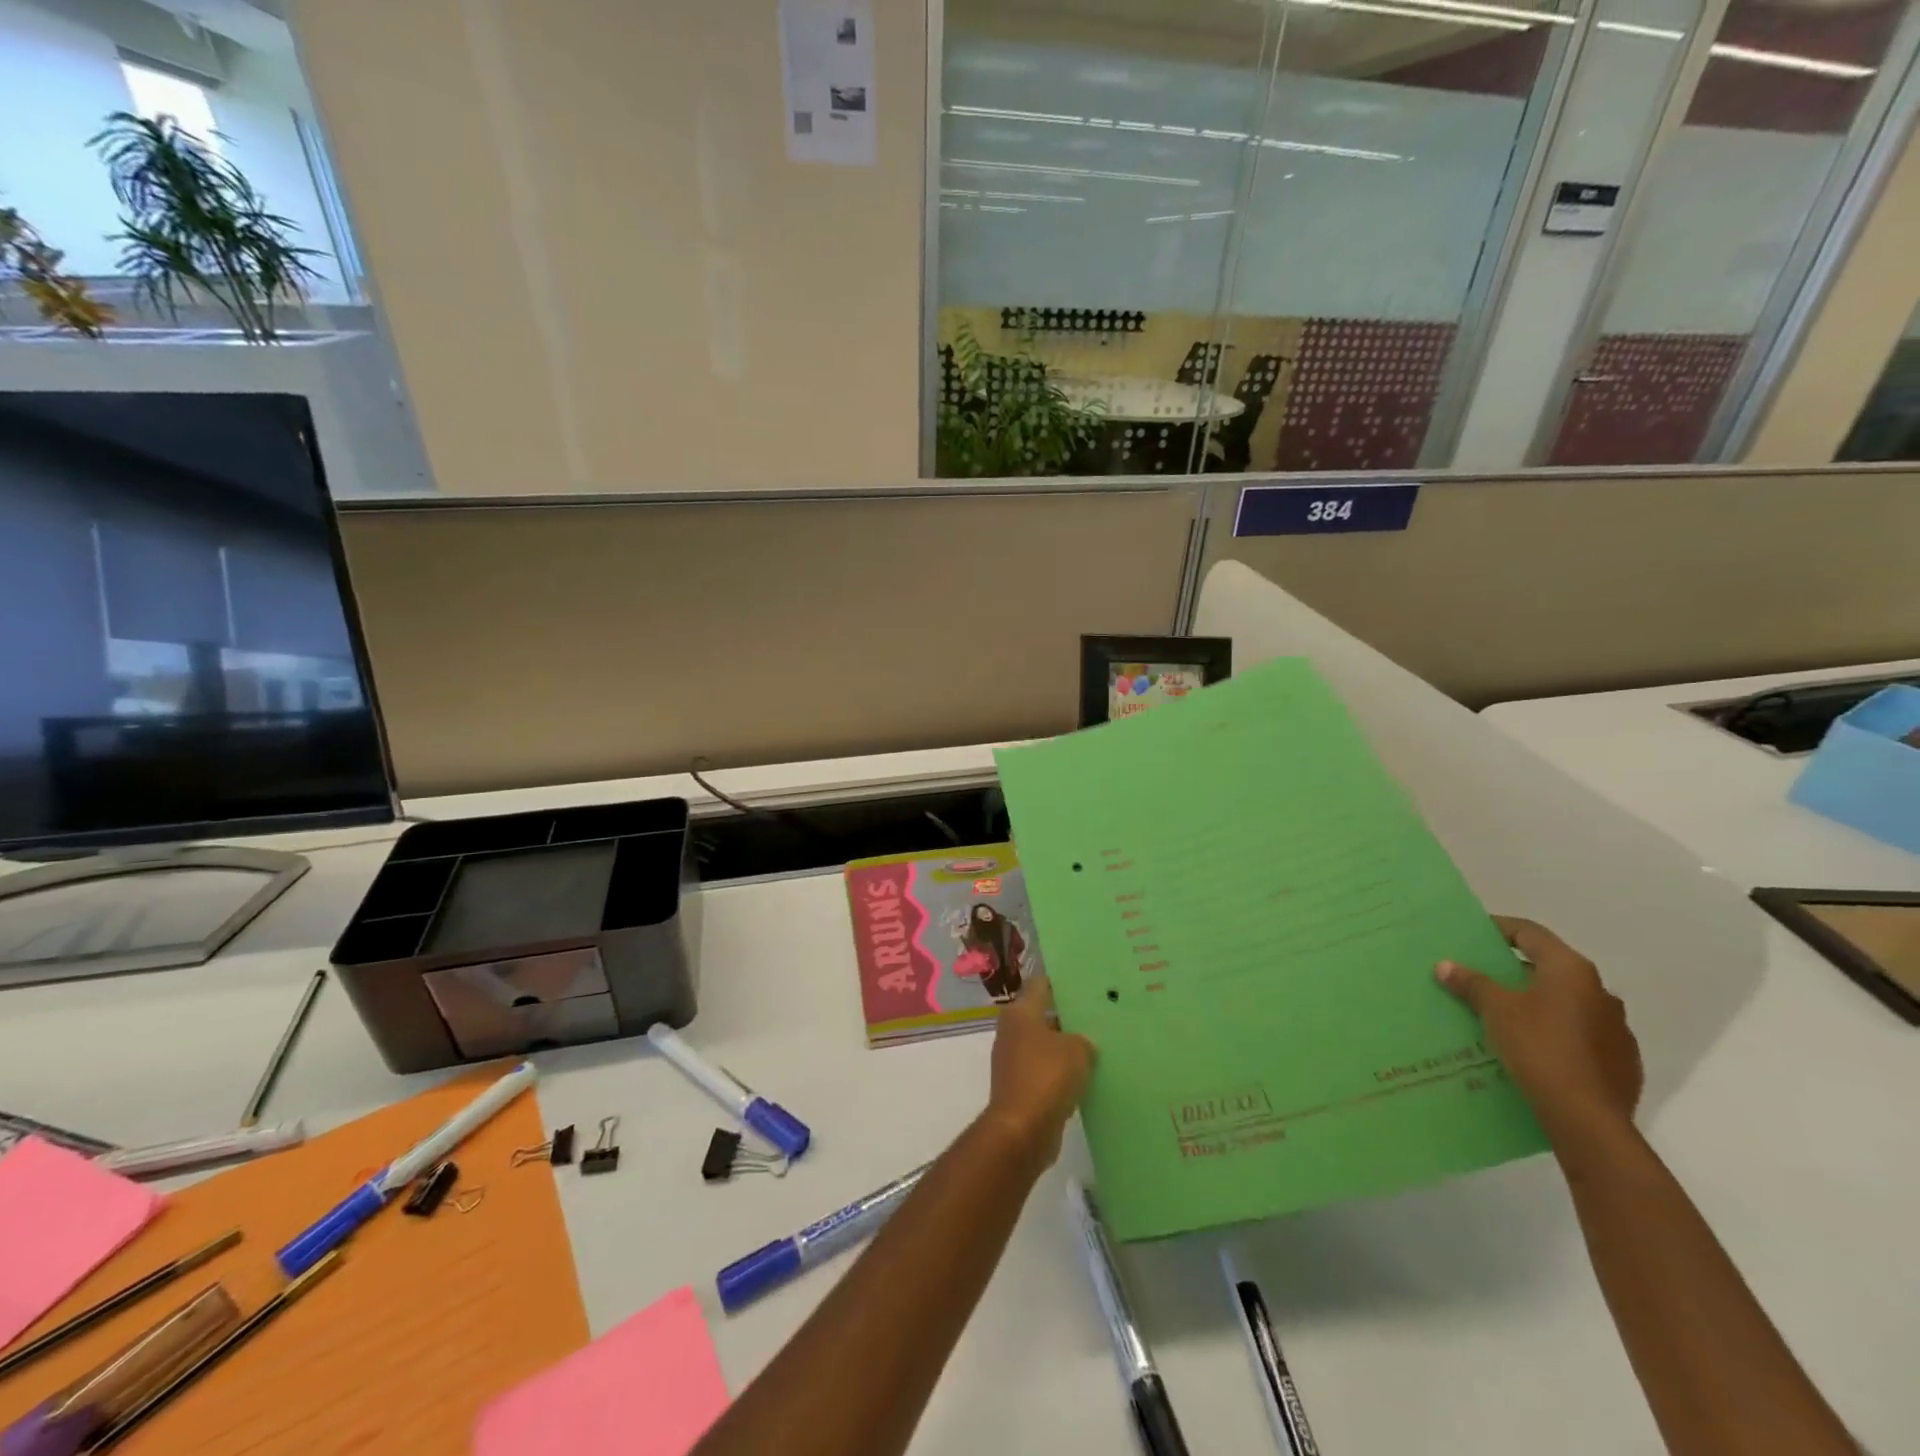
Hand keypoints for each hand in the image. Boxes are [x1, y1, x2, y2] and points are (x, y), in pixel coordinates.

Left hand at [984, 975, 1094, 1169]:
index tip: (1084, 981)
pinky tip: (1087, 1075)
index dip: (1061, 981)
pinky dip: (1062, 1072)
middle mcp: (1012, 1031)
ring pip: (1045, 1044)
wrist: (1022, 1130)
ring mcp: (1014, 1059)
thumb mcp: (1076, 1050)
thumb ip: (1083, 1039)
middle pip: (1043, 1014)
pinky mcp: (1021, 1086)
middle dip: (1068, 1015)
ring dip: (1066, 1046)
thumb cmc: (1046, 1077)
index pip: (1040, 984)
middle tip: (1098, 1014)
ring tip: (1099, 1044)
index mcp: (1021, 1012)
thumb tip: (1083, 1042)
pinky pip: (1046, 1070)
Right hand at [1437, 916, 1642, 1138]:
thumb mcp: (1495, 1010)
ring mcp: (1617, 1029)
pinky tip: (1534, 1049)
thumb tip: (1446, 965)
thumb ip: (1471, 983)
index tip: (1473, 934)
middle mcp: (1601, 992)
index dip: (1499, 929)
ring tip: (1504, 1016)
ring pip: (1567, 1004)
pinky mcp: (1622, 1062)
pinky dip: (1555, 1033)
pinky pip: (1580, 1035)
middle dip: (1515, 971)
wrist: (1588, 1119)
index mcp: (1571, 970)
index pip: (1530, 933)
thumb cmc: (1539, 1048)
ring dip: (1537, 1003)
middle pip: (1550, 968)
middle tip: (1481, 976)